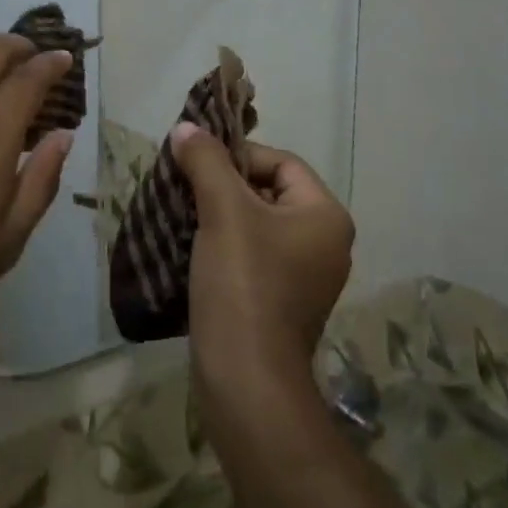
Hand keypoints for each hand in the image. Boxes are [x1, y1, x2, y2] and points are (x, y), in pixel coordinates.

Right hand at [171, 124, 354, 391]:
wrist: (246, 377)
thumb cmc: (243, 283)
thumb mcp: (223, 211)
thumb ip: (206, 162)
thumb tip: (186, 129)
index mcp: (325, 216)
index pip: (281, 162)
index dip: (237, 157)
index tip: (197, 166)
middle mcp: (325, 243)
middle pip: (268, 192)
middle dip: (223, 187)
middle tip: (185, 190)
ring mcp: (306, 277)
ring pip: (257, 226)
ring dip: (219, 217)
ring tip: (183, 217)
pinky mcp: (282, 303)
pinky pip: (253, 256)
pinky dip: (224, 247)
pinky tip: (192, 250)